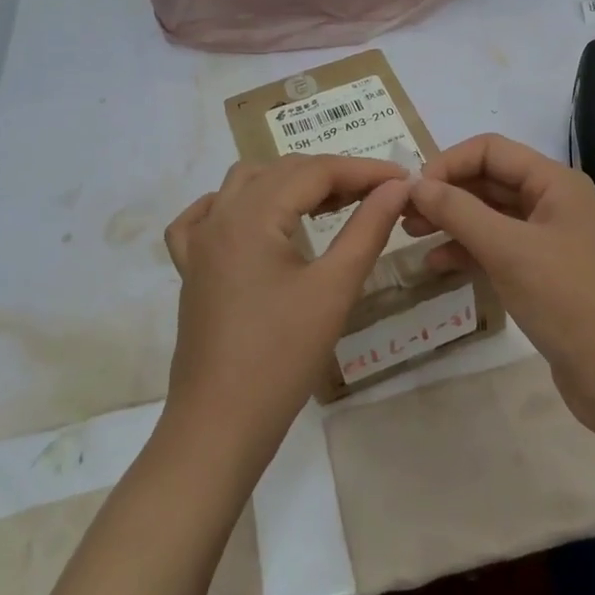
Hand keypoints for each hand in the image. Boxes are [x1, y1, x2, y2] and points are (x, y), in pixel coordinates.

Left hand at [162, 155, 410, 461]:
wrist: (220, 425)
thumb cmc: (282, 357)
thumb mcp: (334, 288)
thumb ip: (368, 228)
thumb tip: (397, 187)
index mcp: (251, 215)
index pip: (316, 171)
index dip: (364, 170)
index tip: (404, 179)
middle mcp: (220, 216)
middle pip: (282, 171)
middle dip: (333, 175)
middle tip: (378, 194)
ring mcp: (198, 242)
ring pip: (246, 184)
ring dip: (290, 183)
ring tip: (331, 202)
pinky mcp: (191, 268)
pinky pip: (206, 216)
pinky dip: (236, 205)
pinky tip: (256, 219)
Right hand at [403, 134, 594, 423]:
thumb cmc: (566, 299)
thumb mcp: (507, 249)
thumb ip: (458, 211)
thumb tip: (415, 184)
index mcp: (554, 182)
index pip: (491, 150)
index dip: (448, 163)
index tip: (412, 190)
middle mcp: (553, 201)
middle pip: (489, 180)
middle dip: (446, 192)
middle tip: (403, 214)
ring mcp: (549, 238)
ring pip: (490, 215)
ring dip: (452, 220)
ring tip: (411, 236)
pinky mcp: (543, 272)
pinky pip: (498, 247)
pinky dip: (467, 250)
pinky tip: (438, 265)